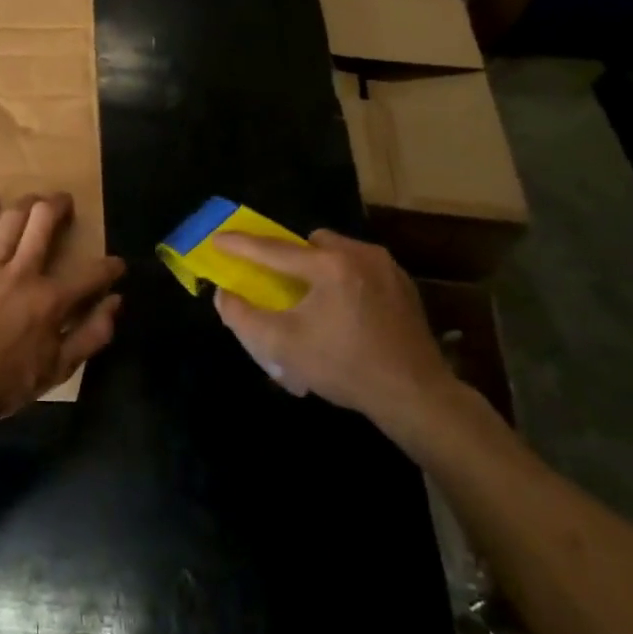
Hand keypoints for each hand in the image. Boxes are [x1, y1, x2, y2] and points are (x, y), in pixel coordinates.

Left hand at [0, 194, 124, 431]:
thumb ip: (93, 334)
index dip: (111, 266)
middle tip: (64, 202)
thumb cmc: (9, 382)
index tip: (117, 265)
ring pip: (10, 220)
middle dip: (59, 205)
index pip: (92, 273)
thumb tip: (116, 302)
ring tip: (34, 200)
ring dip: (25, 204)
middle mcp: (23, 273)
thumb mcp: (61, 368)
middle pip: (43, 222)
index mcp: (51, 299)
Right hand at [211, 230, 455, 446]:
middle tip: (279, 283)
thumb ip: (243, 317)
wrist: (415, 395)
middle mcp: (359, 255)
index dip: (240, 244)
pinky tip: (345, 311)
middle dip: (290, 257)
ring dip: (319, 266)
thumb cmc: (344, 367)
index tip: (217, 238)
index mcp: (328, 266)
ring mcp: (386, 268)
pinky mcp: (403, 285)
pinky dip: (345, 279)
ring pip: (339, 252)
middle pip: (311, 243)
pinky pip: (361, 268)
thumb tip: (223, 294)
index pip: (273, 249)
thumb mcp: (282, 346)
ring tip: (313, 299)